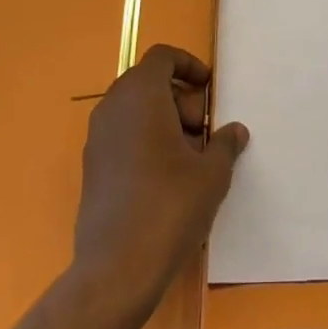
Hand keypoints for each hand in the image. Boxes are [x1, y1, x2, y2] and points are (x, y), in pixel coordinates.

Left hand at [73, 44, 248, 319]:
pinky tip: (166, 179)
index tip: (209, 89)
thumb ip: (225, 144)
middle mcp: (113, 107)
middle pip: (149, 82)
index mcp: (141, 94)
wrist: (115, 271)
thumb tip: (235, 131)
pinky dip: (145, 141)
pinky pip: (122, 136)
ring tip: (190, 158)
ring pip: (135, 110)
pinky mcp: (92, 168)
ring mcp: (97, 139)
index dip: (188, 65)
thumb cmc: (169, 207)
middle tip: (204, 131)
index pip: (162, 57)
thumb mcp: (211, 174)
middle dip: (180, 99)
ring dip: (164, 122)